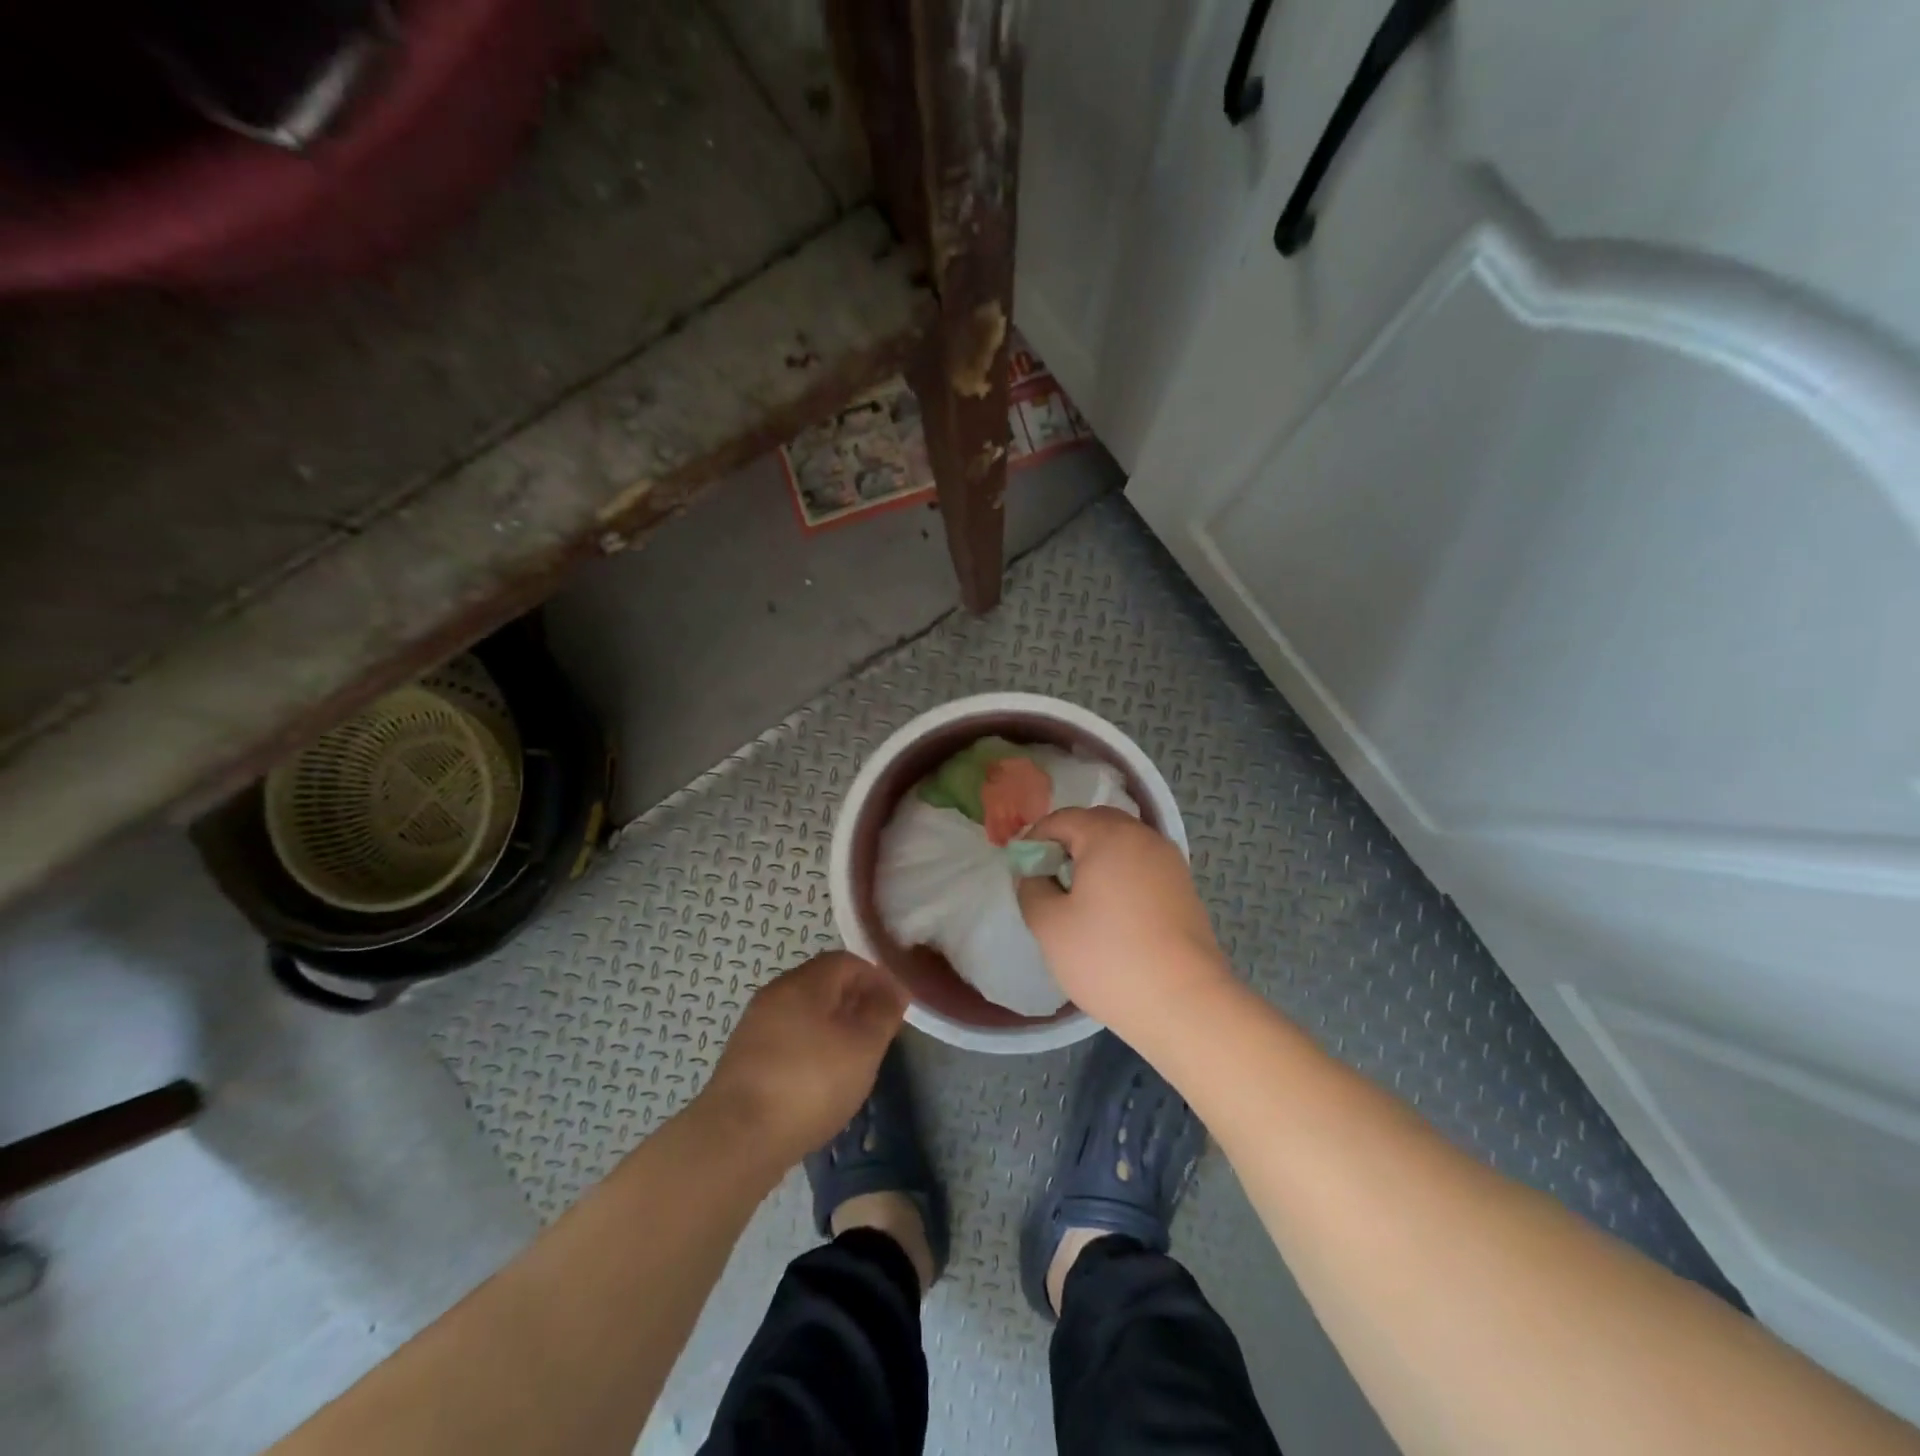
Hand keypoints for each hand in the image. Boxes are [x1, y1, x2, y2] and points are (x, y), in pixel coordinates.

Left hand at [700, 951, 907, 1170]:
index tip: (895, 1006)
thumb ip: (883, 1013)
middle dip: (854, 1002)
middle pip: (822, 984)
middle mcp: (775, 994)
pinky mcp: (744, 1059)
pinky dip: (809, 1048)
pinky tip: (819, 1081)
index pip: (846, 961)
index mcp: (804, 982)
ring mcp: (755, 1026)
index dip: (876, 977)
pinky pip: (787, 1038)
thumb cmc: (810, 1083)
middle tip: (877, 1033)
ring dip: (832, 1027)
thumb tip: (895, 989)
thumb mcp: (863, 1047)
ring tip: (852, 1059)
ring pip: (804, 1013)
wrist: (737, 1138)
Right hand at [1017, 807, 1234, 1040]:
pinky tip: (1113, 913)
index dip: (1035, 839)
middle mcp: (1143, 837)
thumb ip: (1031, 887)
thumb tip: (1036, 874)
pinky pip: (1142, 867)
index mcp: (1108, 835)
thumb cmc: (1107, 957)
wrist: (1184, 1002)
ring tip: (1080, 898)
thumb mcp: (1049, 924)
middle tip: (1049, 880)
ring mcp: (1170, 862)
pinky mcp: (1184, 888)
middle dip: (1068, 844)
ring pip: (1123, 845)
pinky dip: (1121, 876)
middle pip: (1096, 825)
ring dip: (1096, 860)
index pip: (1062, 819)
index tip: (1022, 870)